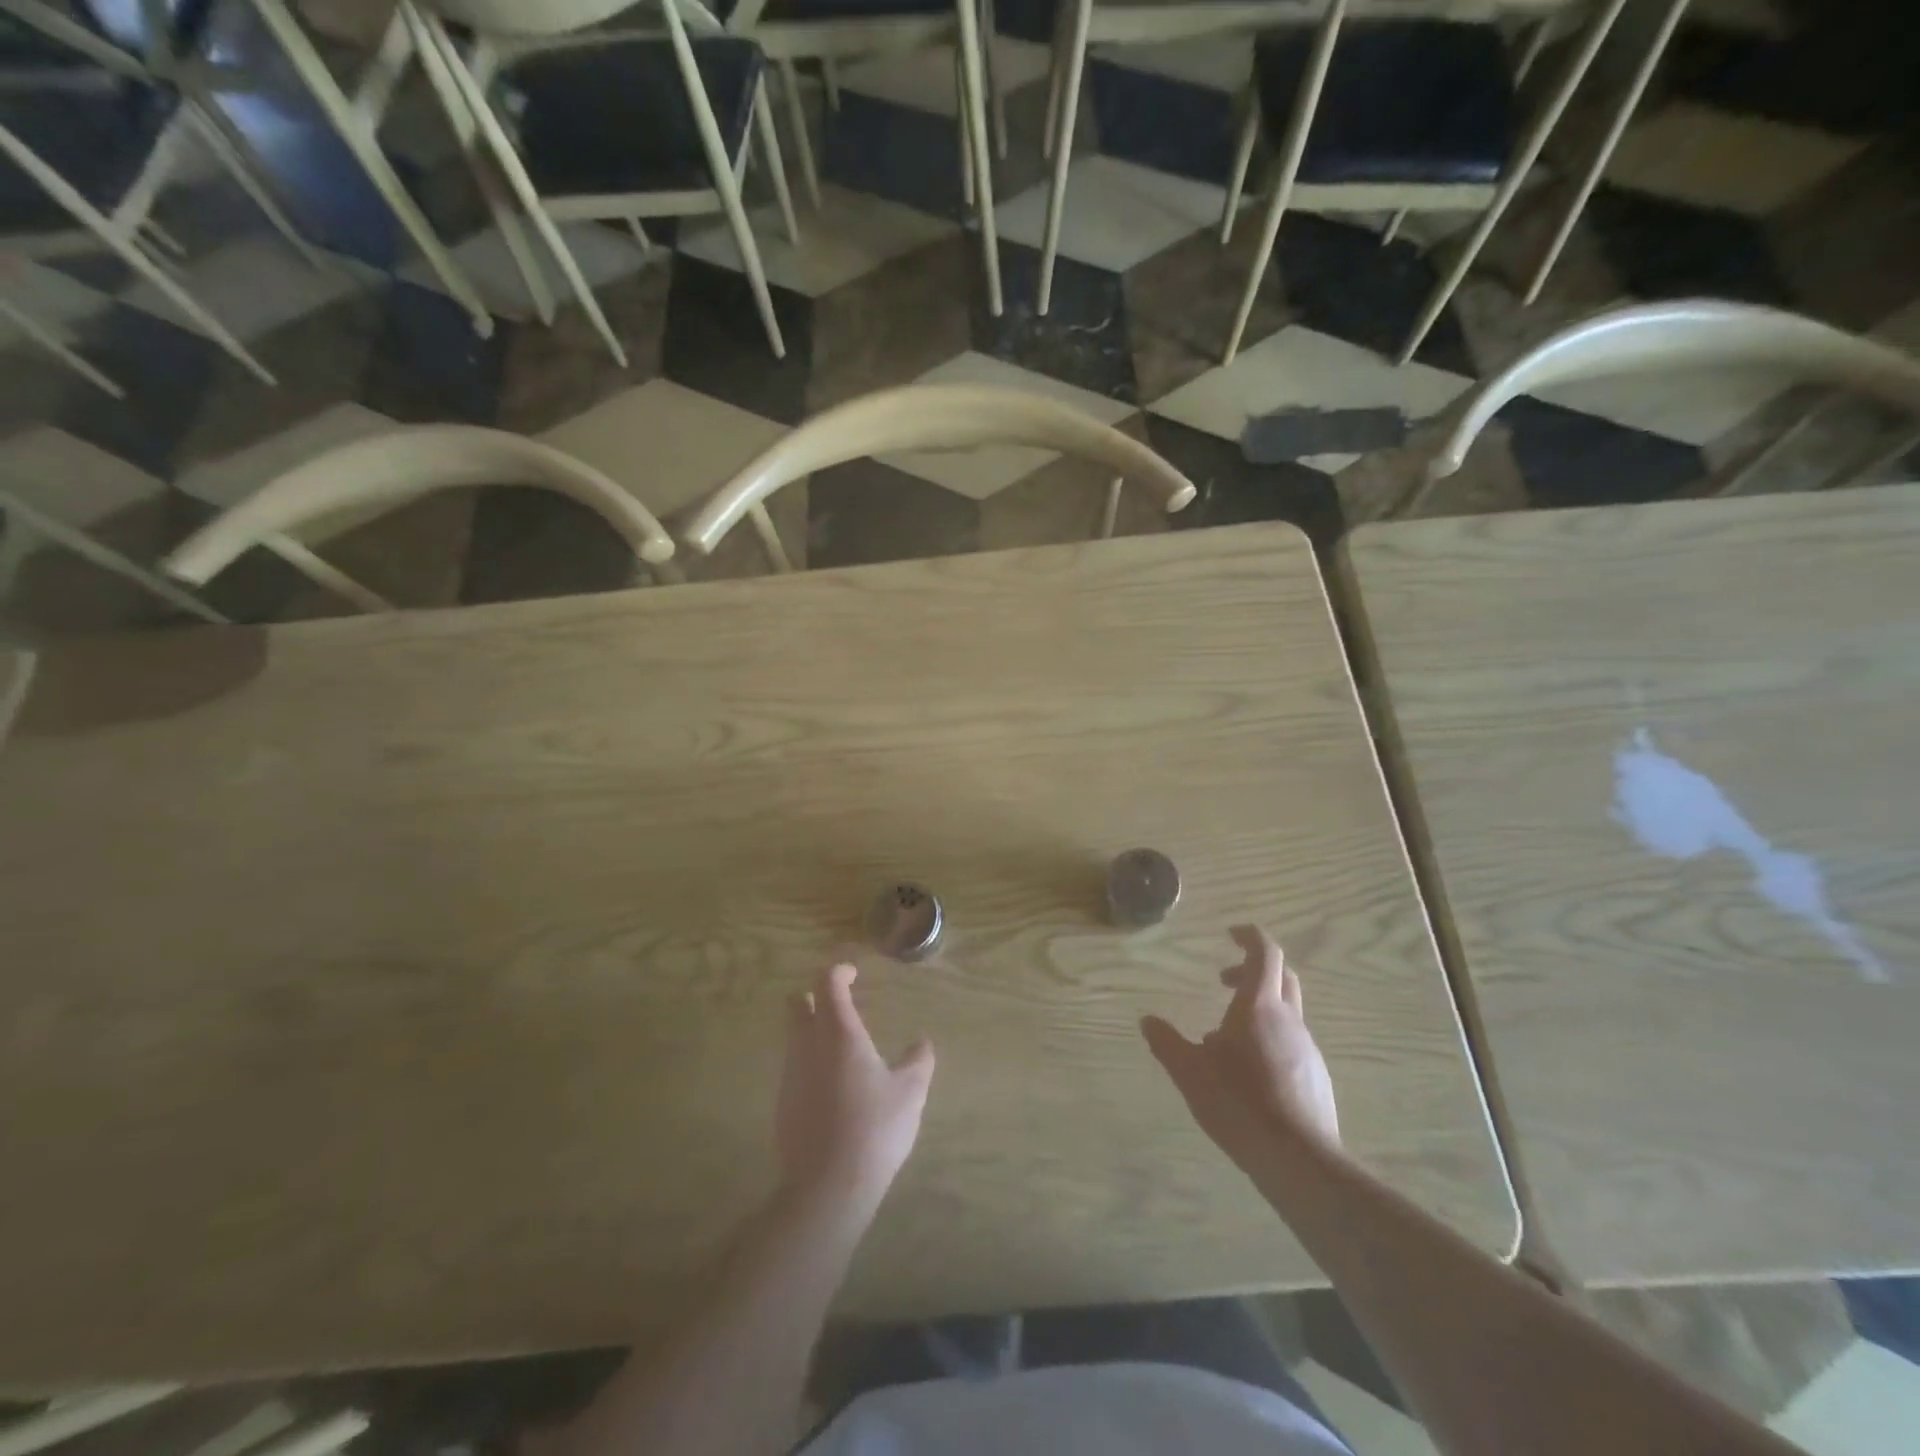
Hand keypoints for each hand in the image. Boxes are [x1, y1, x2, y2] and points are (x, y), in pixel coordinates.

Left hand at [777, 963, 934, 1210]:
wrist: (827, 1188)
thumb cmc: (874, 1129)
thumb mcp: (910, 1093)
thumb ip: (918, 1061)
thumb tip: (922, 1043)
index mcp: (839, 1033)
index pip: (827, 983)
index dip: (839, 971)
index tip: (853, 973)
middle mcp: (808, 1046)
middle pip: (799, 1003)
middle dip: (816, 996)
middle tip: (841, 1004)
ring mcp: (790, 1075)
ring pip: (794, 1036)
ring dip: (812, 1030)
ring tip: (842, 1049)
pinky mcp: (782, 1104)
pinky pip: (794, 1068)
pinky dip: (809, 1063)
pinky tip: (832, 1088)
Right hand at [1142, 925, 1339, 1173]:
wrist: (1299, 1158)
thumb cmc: (1238, 1103)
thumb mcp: (1189, 1072)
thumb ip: (1167, 1043)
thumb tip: (1147, 1021)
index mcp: (1257, 1006)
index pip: (1264, 952)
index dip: (1250, 936)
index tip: (1231, 932)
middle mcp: (1288, 1019)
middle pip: (1281, 975)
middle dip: (1253, 968)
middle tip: (1225, 978)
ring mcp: (1307, 1048)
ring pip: (1288, 1010)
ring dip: (1261, 1006)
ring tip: (1228, 1034)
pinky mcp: (1316, 1075)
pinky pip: (1293, 1041)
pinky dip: (1272, 1037)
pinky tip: (1251, 1070)